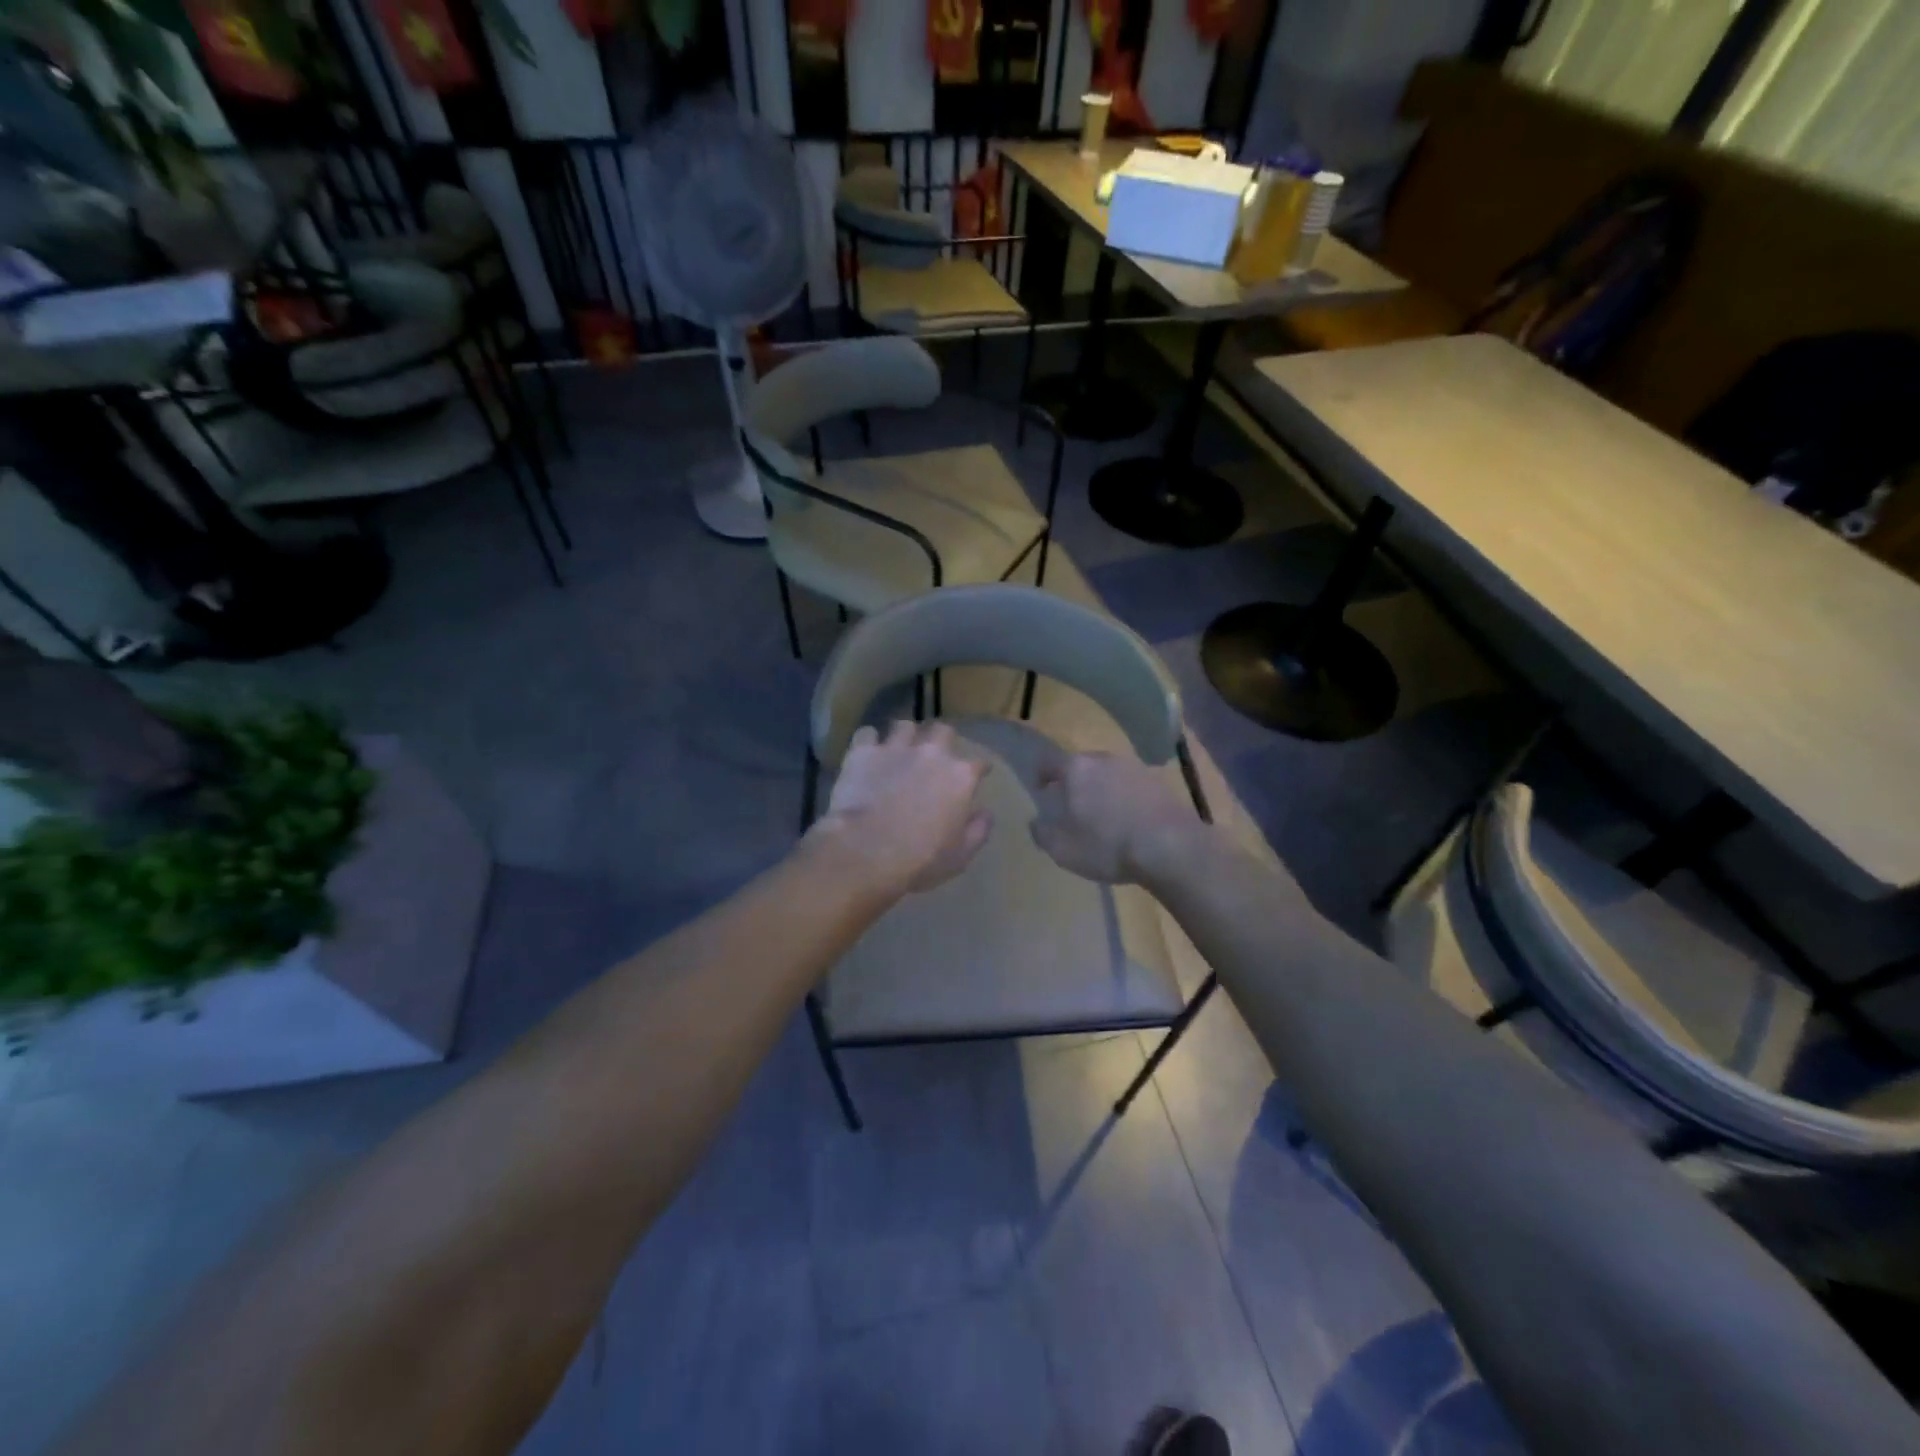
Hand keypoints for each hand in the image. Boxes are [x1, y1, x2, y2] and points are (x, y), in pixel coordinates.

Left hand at [812, 721, 992, 897]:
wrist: (867, 850)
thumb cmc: (920, 859)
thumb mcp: (960, 855)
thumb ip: (978, 830)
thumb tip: (985, 813)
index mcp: (960, 776)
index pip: (979, 762)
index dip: (980, 768)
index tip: (979, 773)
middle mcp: (932, 753)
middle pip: (943, 730)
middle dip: (942, 739)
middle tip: (935, 754)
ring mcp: (895, 748)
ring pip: (904, 726)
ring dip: (905, 736)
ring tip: (899, 749)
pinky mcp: (863, 751)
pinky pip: (867, 733)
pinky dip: (869, 742)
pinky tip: (867, 753)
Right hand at [1030, 747, 1208, 885]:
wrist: (1171, 847)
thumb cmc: (1107, 845)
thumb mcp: (1062, 849)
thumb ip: (1042, 833)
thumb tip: (1036, 822)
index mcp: (1076, 769)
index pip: (1049, 761)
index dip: (1041, 774)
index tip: (1040, 789)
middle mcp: (1105, 759)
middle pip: (1081, 765)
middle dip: (1073, 782)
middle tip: (1071, 805)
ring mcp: (1135, 768)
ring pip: (1108, 774)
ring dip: (1102, 789)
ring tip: (1102, 815)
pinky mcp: (1159, 782)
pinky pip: (1132, 786)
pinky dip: (1125, 798)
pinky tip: (1128, 820)